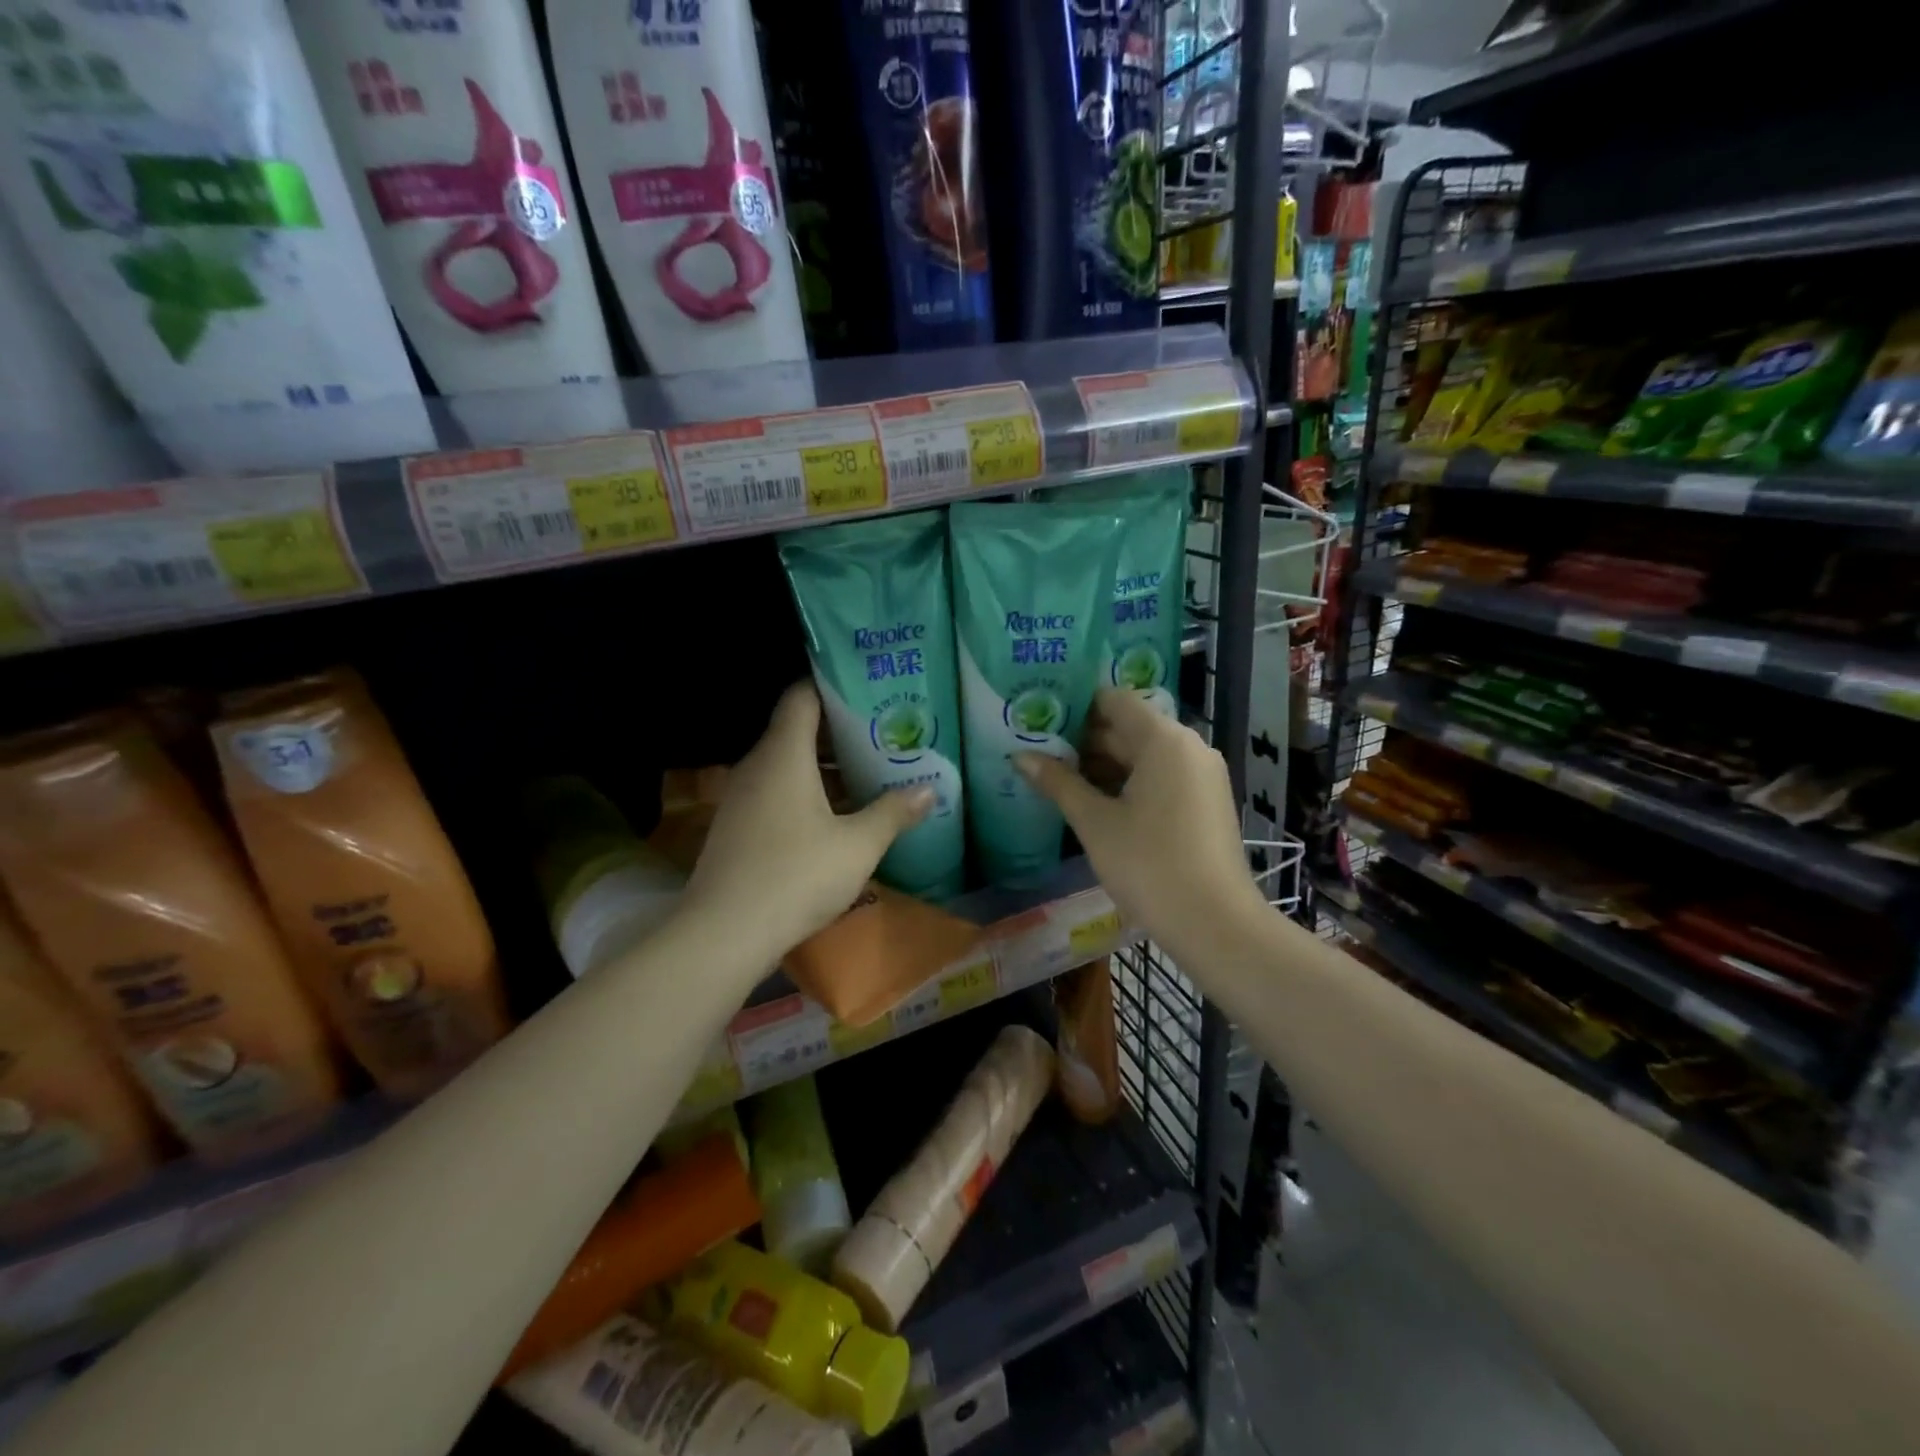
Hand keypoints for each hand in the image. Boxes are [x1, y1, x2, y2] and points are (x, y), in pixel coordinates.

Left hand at [684, 682, 931, 961]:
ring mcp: (742, 797)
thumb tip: (929, 790)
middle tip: (883, 734)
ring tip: (868, 772)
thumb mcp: (858, 846)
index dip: (833, 685)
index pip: (802, 695)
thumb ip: (893, 813)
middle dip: (840, 730)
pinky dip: (806, 792)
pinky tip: (836, 816)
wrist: (724, 934)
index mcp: (784, 754)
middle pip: (797, 729)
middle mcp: (757, 765)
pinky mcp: (737, 827)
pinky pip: (776, 792)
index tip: (868, 689)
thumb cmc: (796, 876)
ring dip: (825, 767)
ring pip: (787, 765)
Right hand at [1017, 689, 1265, 953]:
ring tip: (1058, 779)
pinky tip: (1094, 803)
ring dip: (1103, 765)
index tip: (1040, 721)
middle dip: (1084, 741)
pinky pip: (1160, 777)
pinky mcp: (1205, 802)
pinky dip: (1128, 784)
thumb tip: (1020, 757)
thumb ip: (1058, 783)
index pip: (1114, 701)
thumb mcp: (1095, 823)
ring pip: (1144, 756)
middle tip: (1039, 752)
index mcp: (1164, 739)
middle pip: (1129, 727)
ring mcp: (1202, 775)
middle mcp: (1189, 746)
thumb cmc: (1149, 865)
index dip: (1075, 707)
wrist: (1215, 924)